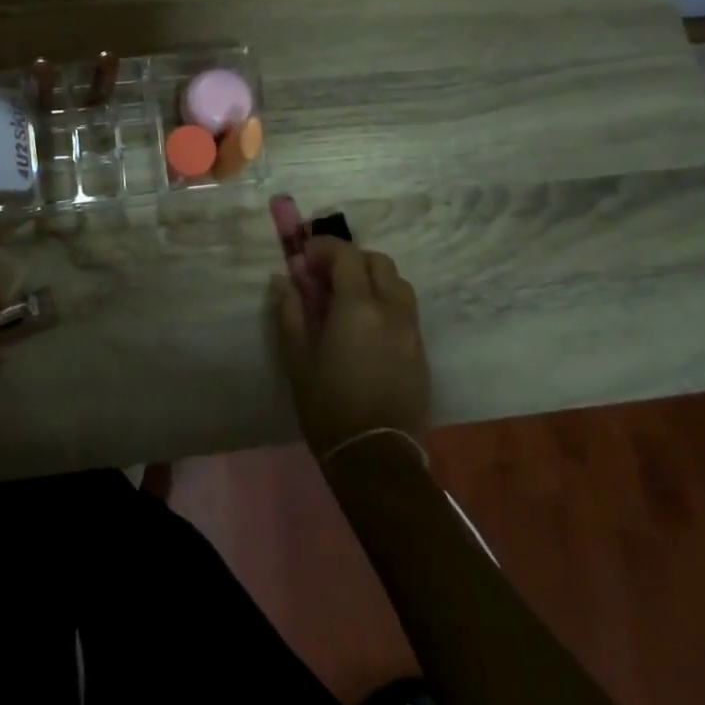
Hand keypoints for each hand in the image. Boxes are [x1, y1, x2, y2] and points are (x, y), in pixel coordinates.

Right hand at [272, 237, 431, 456]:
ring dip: (372, 278)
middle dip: (351, 259)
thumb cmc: (328, 406)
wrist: (376, 456)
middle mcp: (391, 310)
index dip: (323, 248)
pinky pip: (406, 310)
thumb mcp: (297, 358)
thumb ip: (290, 312)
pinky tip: (366, 326)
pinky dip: (386, 302)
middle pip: (378, 262)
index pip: (346, 255)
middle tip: (325, 277)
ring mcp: (411, 330)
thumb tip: (283, 280)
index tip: (304, 258)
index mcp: (358, 307)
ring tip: (348, 299)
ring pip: (398, 283)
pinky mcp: (421, 351)